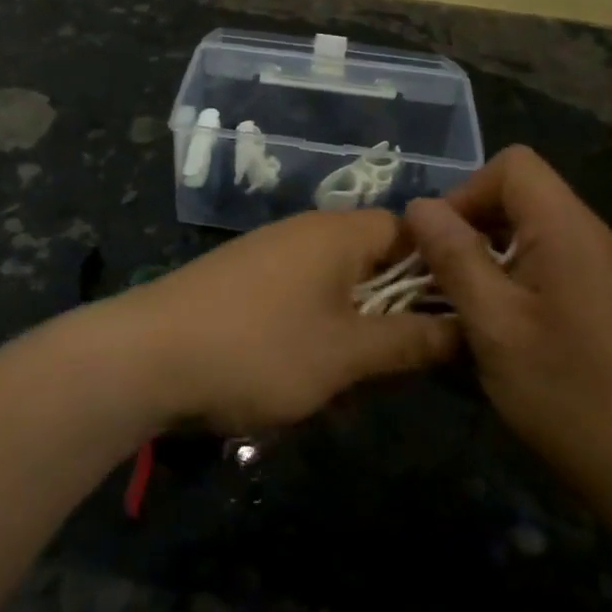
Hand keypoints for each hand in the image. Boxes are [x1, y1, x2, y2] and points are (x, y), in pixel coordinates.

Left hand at [118, 211, 461, 432]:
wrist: (144, 357)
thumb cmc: (258, 349)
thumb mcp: (345, 353)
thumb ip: (409, 341)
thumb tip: (467, 329)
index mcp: (338, 233)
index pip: (412, 232)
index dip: (441, 272)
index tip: (459, 319)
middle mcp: (304, 233)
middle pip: (374, 261)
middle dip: (395, 312)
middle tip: (407, 363)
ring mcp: (267, 256)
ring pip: (336, 287)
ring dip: (354, 330)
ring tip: (354, 379)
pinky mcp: (240, 283)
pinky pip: (298, 300)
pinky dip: (314, 332)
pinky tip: (304, 374)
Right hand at [403, 147, 611, 506]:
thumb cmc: (569, 396)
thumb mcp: (495, 326)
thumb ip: (455, 258)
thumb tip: (419, 206)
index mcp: (569, 230)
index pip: (513, 165)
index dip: (465, 193)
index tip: (439, 247)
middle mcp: (596, 237)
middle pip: (522, 197)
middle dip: (472, 230)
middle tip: (443, 285)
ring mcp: (611, 270)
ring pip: (535, 234)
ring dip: (491, 261)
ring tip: (468, 313)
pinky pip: (555, 266)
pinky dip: (519, 283)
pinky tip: (508, 334)